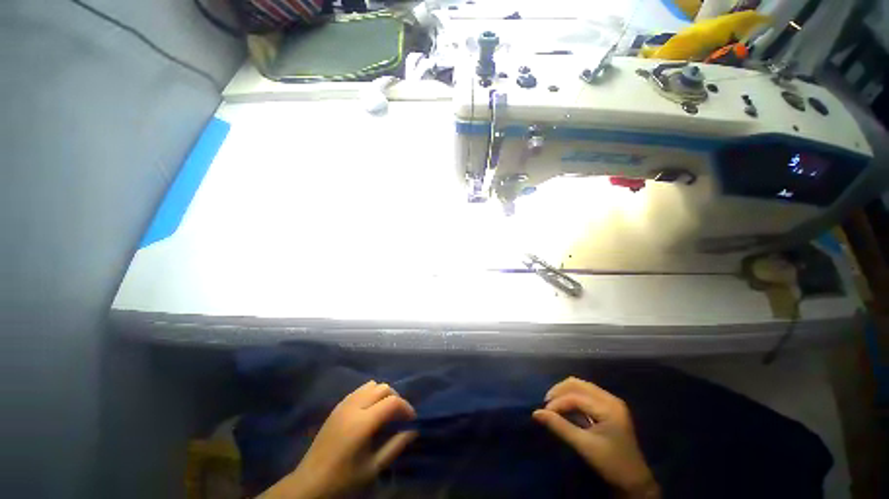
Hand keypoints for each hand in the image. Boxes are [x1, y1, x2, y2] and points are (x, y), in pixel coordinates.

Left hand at [259, 381, 417, 498]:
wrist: (309, 483)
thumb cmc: (343, 479)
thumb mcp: (373, 467)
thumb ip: (395, 446)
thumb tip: (414, 430)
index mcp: (363, 422)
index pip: (392, 402)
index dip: (406, 407)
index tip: (411, 419)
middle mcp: (354, 406)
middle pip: (383, 388)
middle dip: (396, 398)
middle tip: (399, 416)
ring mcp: (344, 404)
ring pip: (371, 385)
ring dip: (383, 394)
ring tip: (385, 411)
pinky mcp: (337, 406)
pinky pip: (359, 390)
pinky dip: (370, 394)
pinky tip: (370, 411)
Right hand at [533, 377, 659, 498]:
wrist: (634, 480)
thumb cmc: (611, 464)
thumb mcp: (584, 446)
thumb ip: (560, 427)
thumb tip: (536, 413)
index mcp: (608, 408)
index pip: (576, 397)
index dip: (558, 403)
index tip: (544, 413)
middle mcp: (610, 399)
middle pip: (578, 384)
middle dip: (559, 391)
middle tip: (547, 404)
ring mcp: (611, 401)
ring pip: (581, 386)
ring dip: (564, 392)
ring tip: (553, 404)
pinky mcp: (609, 406)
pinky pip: (585, 393)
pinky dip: (572, 396)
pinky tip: (565, 407)